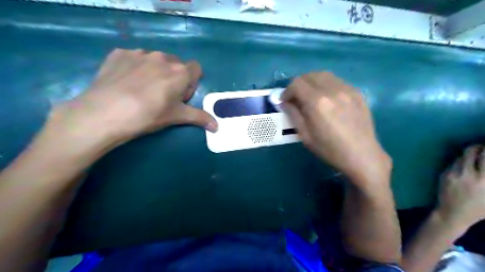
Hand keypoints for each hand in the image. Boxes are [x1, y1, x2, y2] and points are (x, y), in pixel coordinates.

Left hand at [47, 48, 217, 146]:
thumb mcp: (177, 117)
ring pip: (155, 60)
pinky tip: (125, 82)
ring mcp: (139, 53)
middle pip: (176, 64)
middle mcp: (163, 57)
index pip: (196, 69)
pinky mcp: (119, 53)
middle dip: (174, 77)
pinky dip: (135, 67)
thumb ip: (200, 118)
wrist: (105, 113)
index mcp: (180, 72)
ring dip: (155, 71)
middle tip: (162, 96)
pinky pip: (134, 58)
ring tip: (142, 90)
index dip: (191, 83)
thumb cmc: (148, 115)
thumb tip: (217, 127)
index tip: (181, 96)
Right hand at [283, 71, 391, 188]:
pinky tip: (327, 99)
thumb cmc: (329, 149)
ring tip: (310, 96)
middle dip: (298, 84)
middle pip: (309, 75)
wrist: (362, 155)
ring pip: (324, 75)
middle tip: (296, 98)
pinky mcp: (357, 92)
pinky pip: (337, 81)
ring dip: (312, 82)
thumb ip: (293, 114)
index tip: (285, 101)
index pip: (296, 84)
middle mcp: (332, 90)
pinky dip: (326, 85)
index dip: (286, 91)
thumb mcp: (305, 135)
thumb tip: (283, 102)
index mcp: (317, 102)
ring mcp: (347, 89)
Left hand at [438, 146, 484, 230]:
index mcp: (484, 180)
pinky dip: (460, 162)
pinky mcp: (444, 174)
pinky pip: (453, 164)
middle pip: (471, 151)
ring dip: (469, 154)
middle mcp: (468, 174)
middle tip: (483, 147)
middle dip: (478, 147)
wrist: (452, 213)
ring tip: (475, 156)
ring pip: (461, 156)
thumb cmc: (478, 209)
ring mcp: (453, 173)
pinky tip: (465, 166)